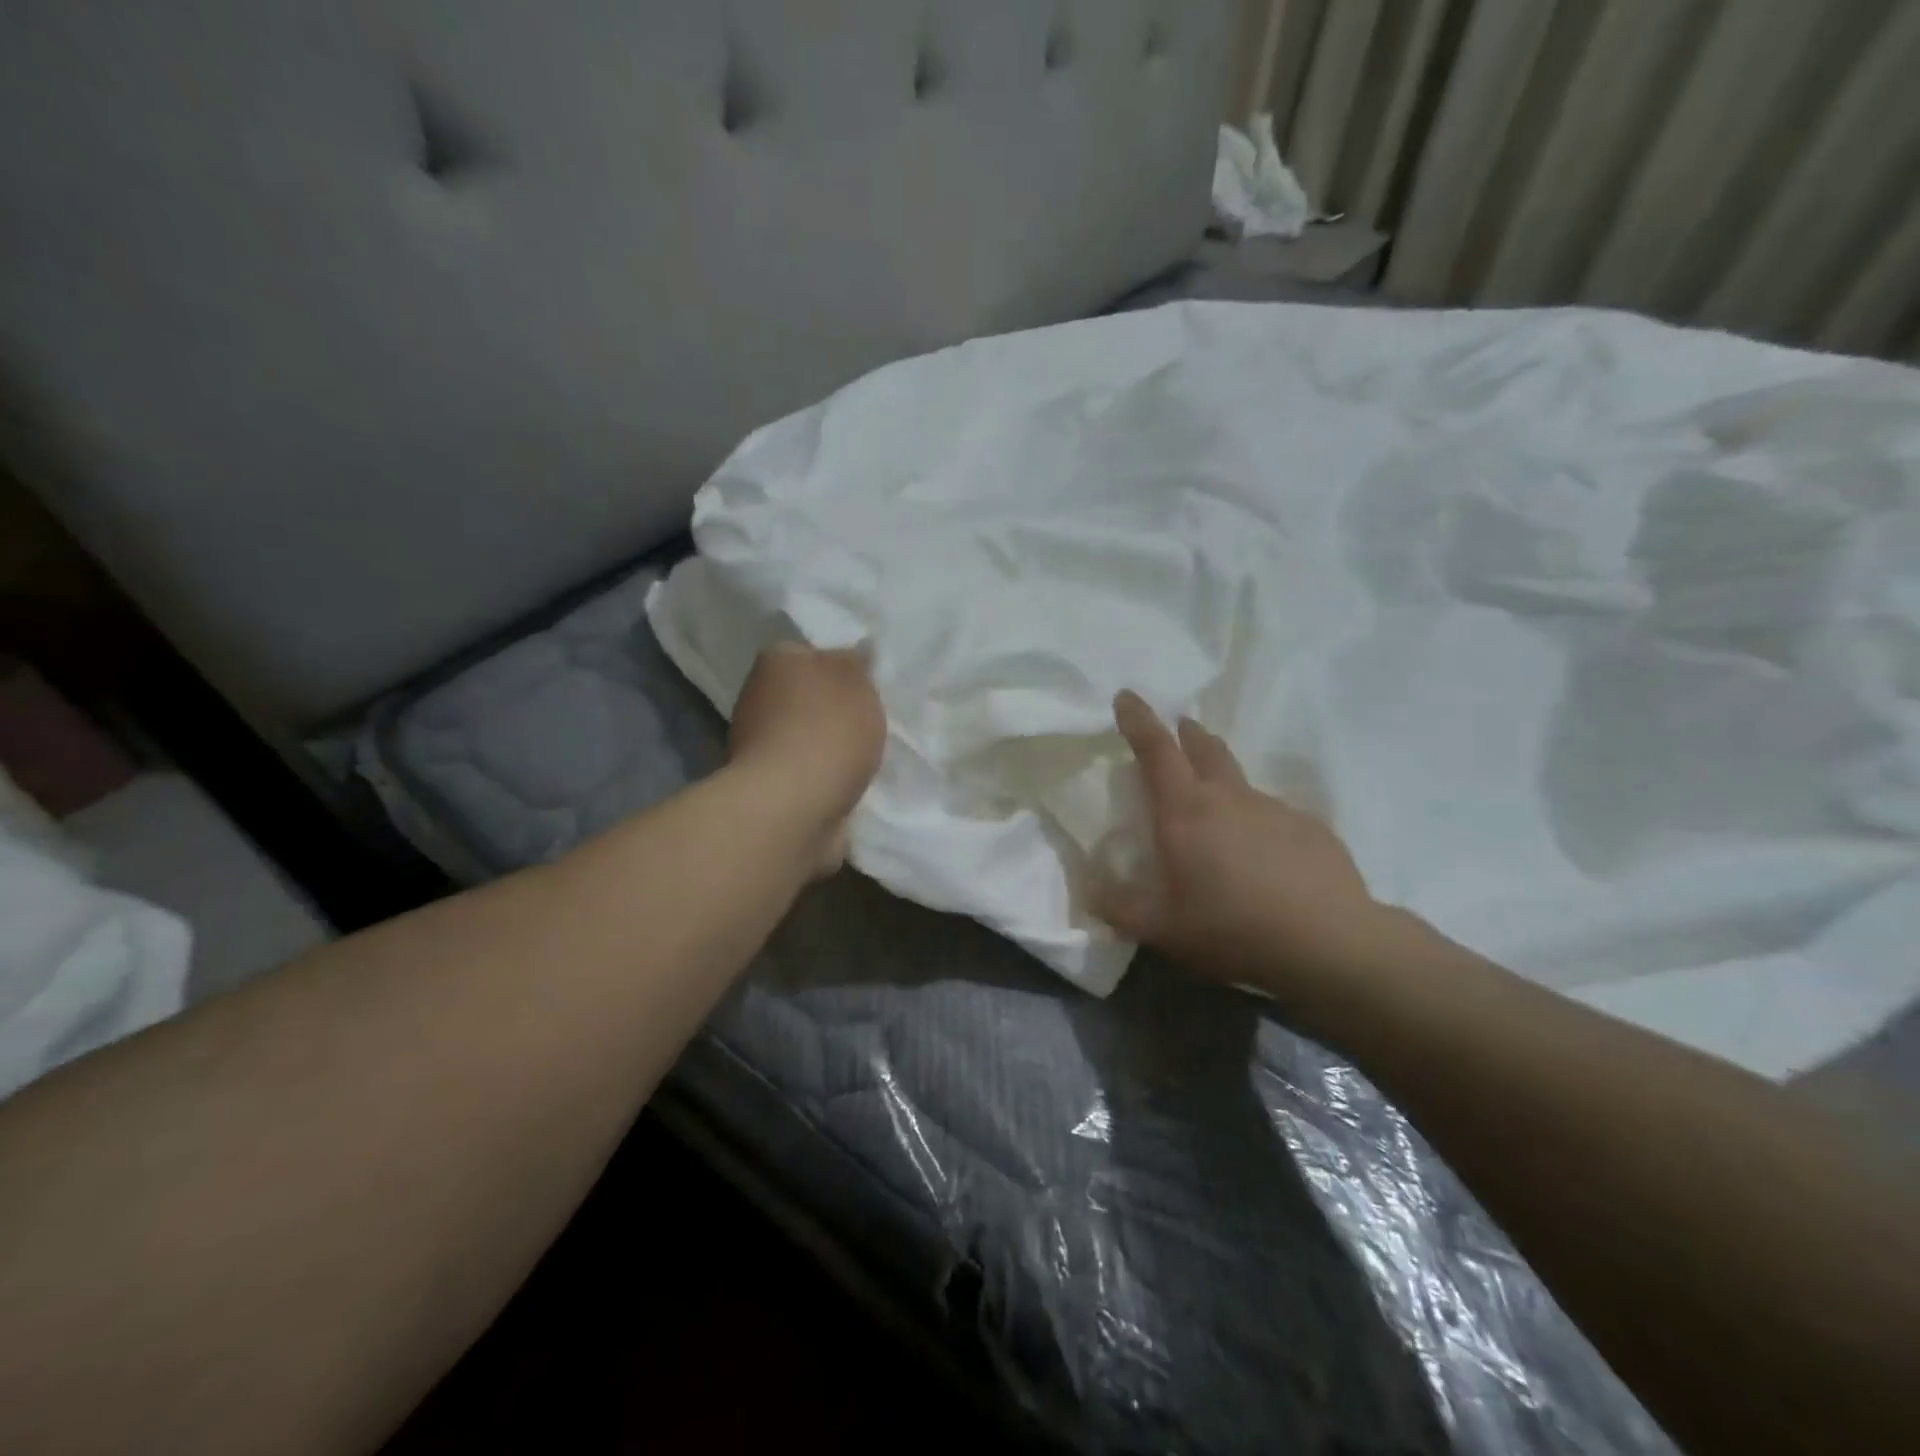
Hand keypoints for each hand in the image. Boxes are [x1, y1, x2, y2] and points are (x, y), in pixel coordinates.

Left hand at [728, 644, 886, 874]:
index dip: (842, 667)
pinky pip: (804, 770)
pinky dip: (822, 776)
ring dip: (829, 746)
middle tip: (870, 722)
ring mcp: (757, 742)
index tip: (867, 686)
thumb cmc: (827, 731)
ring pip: (805, 734)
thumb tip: (856, 653)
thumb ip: (857, 661)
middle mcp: (758, 695)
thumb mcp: (857, 679)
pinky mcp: (766, 783)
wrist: (793, 806)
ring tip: (863, 759)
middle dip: (834, 709)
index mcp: (776, 660)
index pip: (812, 652)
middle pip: (807, 695)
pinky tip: (846, 784)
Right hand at [1095, 691, 1397, 993]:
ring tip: (1220, 818)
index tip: (1127, 695)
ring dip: (1224, 785)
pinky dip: (1261, 826)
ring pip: (1242, 784)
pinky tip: (1266, 861)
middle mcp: (1230, 798)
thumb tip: (1090, 892)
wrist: (1328, 943)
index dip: (1138, 719)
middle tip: (1181, 728)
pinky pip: (1276, 817)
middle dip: (1187, 734)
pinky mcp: (1312, 830)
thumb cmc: (1230, 927)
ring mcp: (1276, 810)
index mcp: (1186, 810)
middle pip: (1205, 749)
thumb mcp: (1160, 928)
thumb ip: (1118, 907)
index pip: (1156, 749)